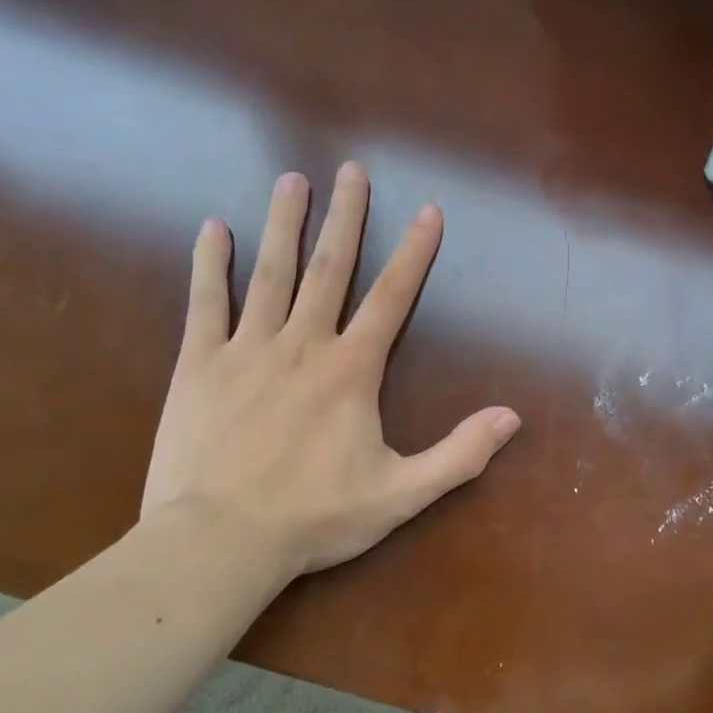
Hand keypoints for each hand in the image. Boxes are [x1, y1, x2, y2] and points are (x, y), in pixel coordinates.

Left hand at [139, 162, 520, 579]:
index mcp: (351, 370)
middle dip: (346, 217)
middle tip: (352, 169)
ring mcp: (247, 349)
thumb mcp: (401, 494)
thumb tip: (513, 417)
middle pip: (330, 268)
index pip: (392, 297)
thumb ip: (459, 454)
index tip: (428, 209)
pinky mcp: (199, 365)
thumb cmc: (314, 517)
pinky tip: (213, 228)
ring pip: (270, 273)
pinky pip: (205, 303)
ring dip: (285, 224)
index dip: (415, 252)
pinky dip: (210, 264)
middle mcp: (303, 344)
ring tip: (292, 180)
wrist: (218, 543)